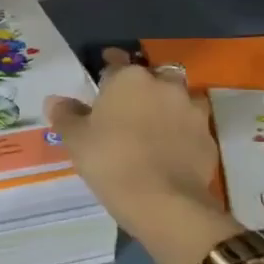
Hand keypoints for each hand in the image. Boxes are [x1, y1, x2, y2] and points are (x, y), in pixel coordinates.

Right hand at [44, 49, 224, 232]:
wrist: (163, 201)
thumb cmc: (111, 161)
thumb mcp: (76, 139)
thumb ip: (65, 115)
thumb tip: (55, 100)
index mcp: (129, 79)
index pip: (116, 62)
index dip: (107, 69)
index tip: (101, 78)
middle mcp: (164, 85)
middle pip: (154, 76)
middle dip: (143, 86)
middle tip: (127, 107)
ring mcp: (192, 111)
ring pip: (178, 99)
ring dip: (167, 107)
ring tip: (152, 128)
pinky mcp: (208, 137)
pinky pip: (191, 127)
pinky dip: (181, 133)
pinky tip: (169, 151)